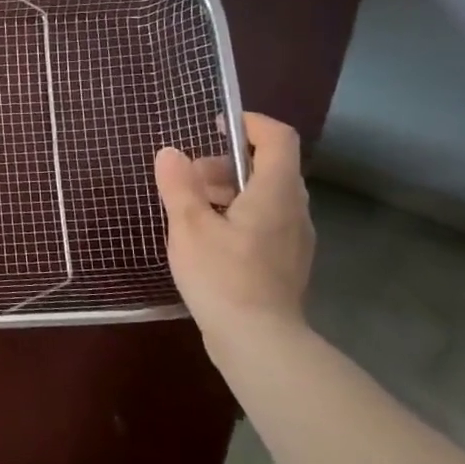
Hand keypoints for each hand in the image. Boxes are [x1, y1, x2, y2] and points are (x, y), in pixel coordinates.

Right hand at [153, 112, 313, 342]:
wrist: (259, 340)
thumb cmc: (222, 276)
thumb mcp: (189, 226)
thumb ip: (178, 185)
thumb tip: (169, 152)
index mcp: (276, 192)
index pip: (277, 137)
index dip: (249, 123)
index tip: (216, 125)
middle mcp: (294, 209)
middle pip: (267, 167)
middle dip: (225, 164)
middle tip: (187, 180)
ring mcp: (295, 238)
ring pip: (265, 197)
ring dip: (228, 192)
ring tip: (190, 211)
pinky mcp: (286, 261)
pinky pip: (265, 221)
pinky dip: (237, 215)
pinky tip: (207, 240)